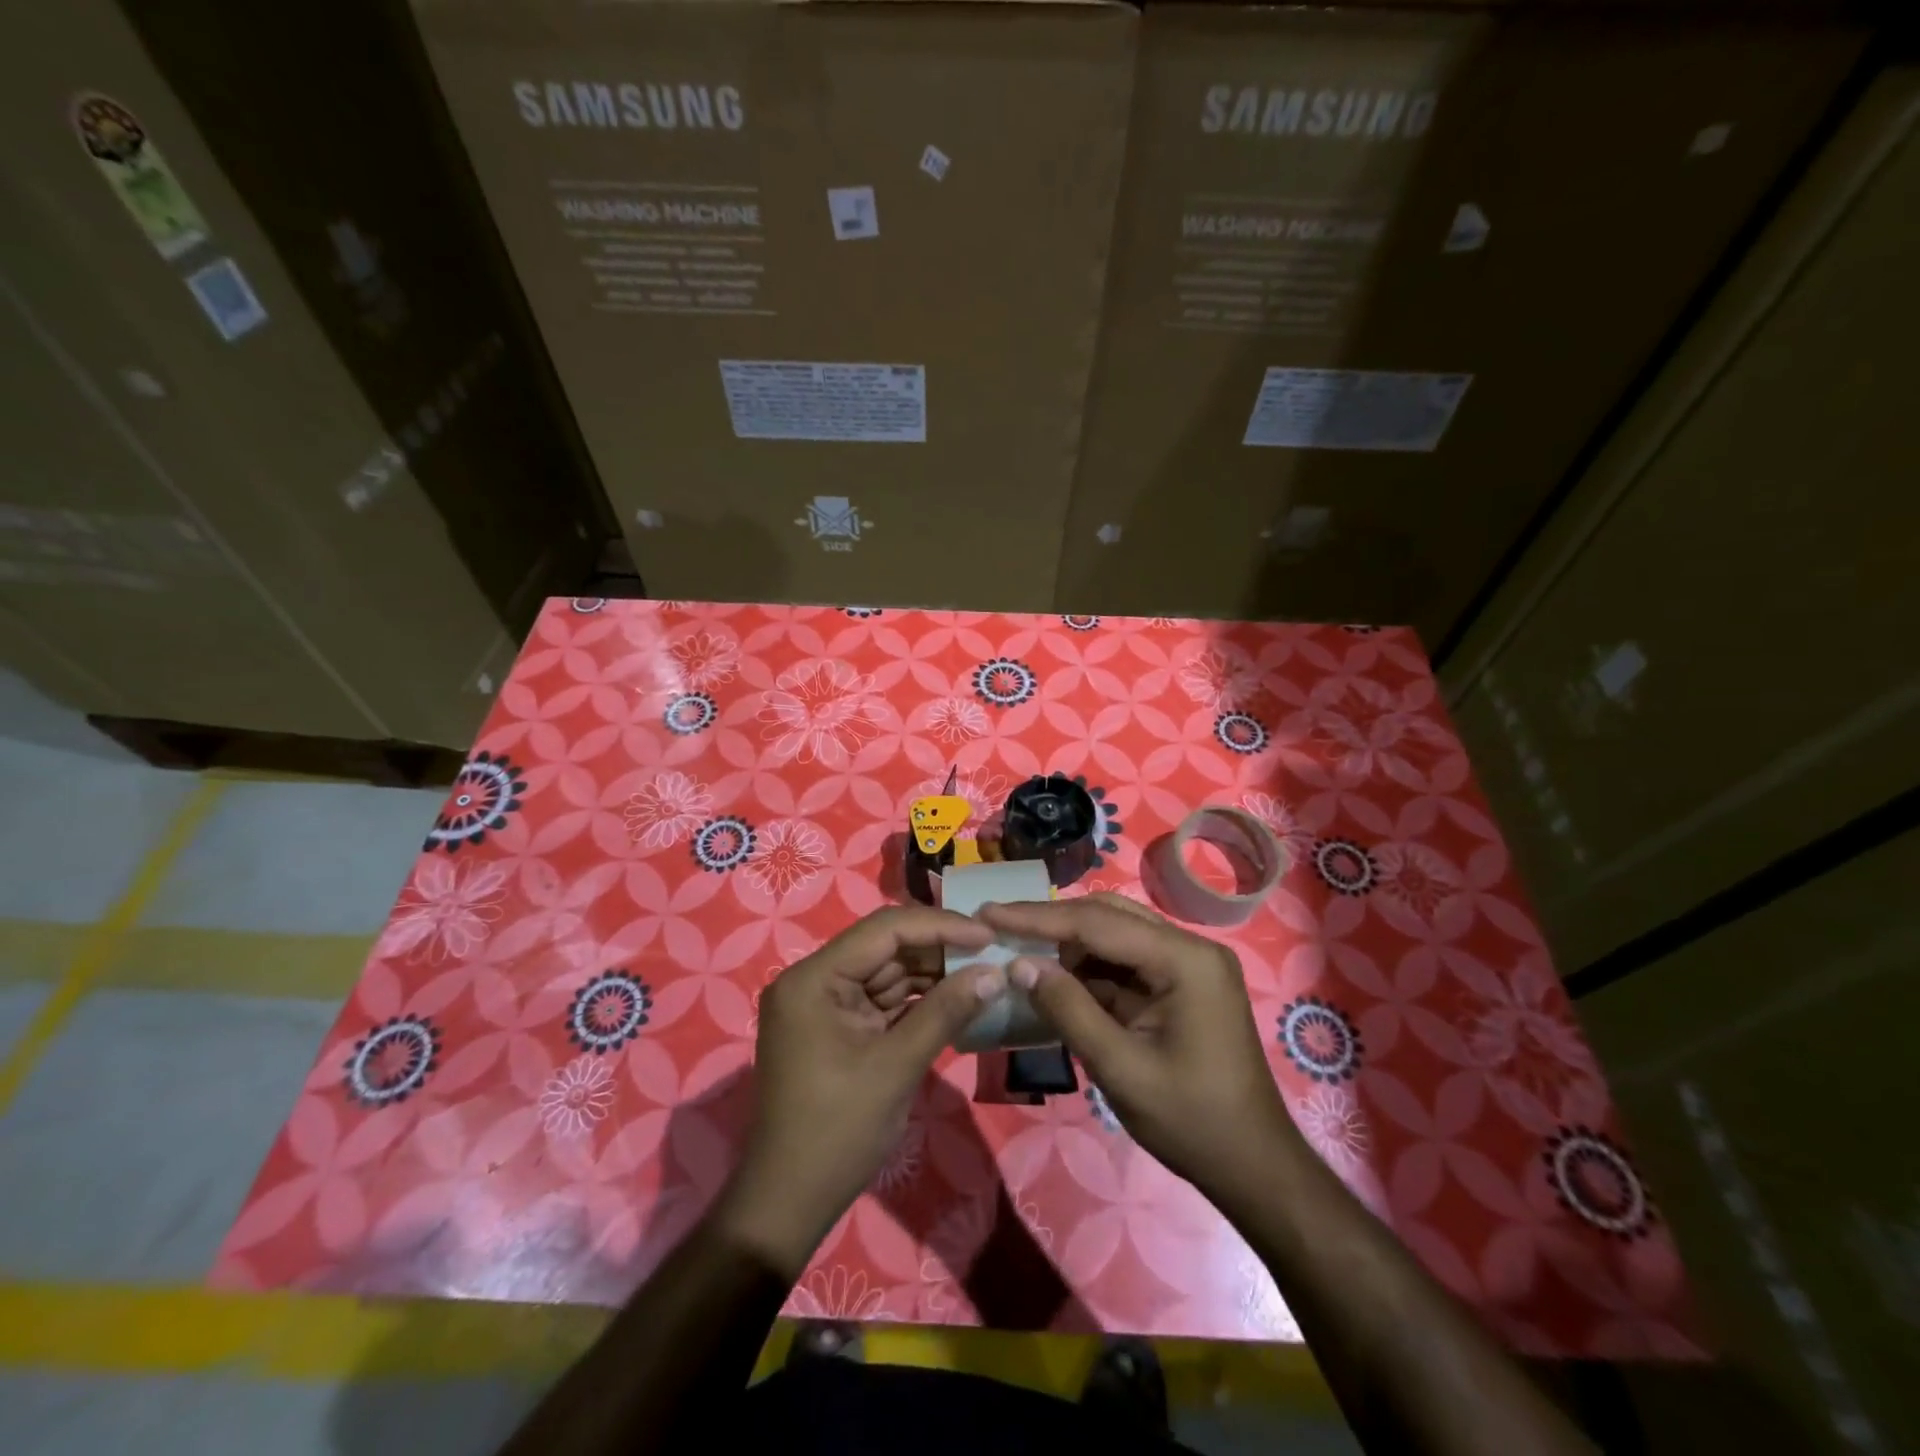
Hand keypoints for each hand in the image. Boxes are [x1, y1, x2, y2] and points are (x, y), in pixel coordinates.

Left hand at [716, 906, 1006, 1277]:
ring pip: (888, 972)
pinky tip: (958, 997)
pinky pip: (884, 1000)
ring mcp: (825, 1005)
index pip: (884, 930)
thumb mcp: (896, 1066)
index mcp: (814, 978)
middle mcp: (815, 980)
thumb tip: (995, 972)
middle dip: (940, 949)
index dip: (939, 926)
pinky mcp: (838, 1029)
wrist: (789, 1203)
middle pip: (886, 947)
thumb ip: (946, 1011)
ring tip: (984, 971)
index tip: (988, 934)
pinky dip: (919, 1000)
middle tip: (993, 951)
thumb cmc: (837, 1131)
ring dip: (934, 973)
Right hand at [978, 895, 1302, 1207]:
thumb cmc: (1193, 1123)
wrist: (1254, 1168)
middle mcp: (1189, 948)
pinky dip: (1088, 970)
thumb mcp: (1122, 1069)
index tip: (989, 912)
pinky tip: (1054, 978)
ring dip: (1068, 945)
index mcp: (1185, 960)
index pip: (1097, 923)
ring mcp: (1188, 965)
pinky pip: (1125, 963)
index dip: (1038, 918)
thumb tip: (1019, 964)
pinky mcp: (1181, 985)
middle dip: (1051, 924)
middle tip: (997, 926)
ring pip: (1114, 936)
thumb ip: (1069, 1010)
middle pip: (1107, 918)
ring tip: (1018, 952)